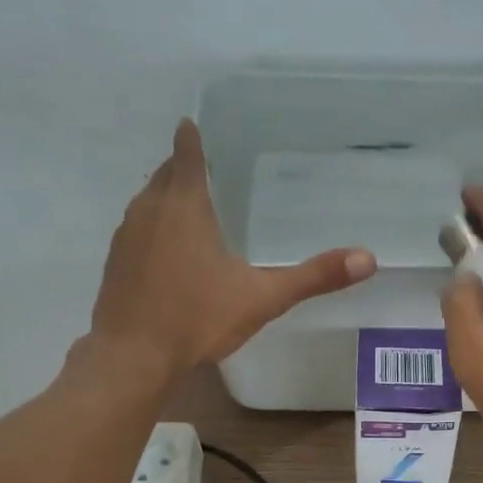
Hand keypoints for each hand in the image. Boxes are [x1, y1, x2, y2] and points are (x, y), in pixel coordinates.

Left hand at [90, 120, 375, 376]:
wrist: (134, 356)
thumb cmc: (198, 318)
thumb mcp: (262, 298)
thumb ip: (313, 278)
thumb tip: (367, 259)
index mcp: (184, 205)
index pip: (185, 153)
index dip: (192, 138)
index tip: (194, 125)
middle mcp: (149, 209)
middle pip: (165, 174)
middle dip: (182, 169)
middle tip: (207, 172)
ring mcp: (126, 236)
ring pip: (147, 203)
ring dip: (166, 200)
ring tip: (192, 211)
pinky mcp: (115, 264)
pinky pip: (137, 233)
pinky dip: (153, 232)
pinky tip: (169, 257)